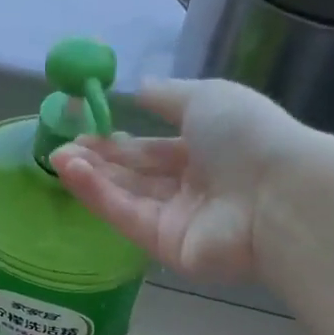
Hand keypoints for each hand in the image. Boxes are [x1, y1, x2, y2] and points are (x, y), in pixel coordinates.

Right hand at [51, 78, 320, 281]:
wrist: (277, 195)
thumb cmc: (247, 136)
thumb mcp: (206, 97)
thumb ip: (167, 96)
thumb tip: (137, 87)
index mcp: (207, 151)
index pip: (154, 149)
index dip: (119, 140)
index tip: (83, 128)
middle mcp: (192, 187)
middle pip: (137, 175)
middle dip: (98, 160)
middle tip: (59, 145)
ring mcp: (179, 220)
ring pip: (127, 196)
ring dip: (91, 176)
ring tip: (56, 156)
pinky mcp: (166, 247)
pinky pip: (127, 217)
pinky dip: (98, 195)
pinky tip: (71, 172)